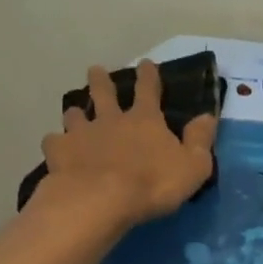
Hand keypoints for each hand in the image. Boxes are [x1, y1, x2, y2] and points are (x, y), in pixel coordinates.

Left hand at [37, 61, 216, 226]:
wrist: (102, 200)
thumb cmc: (153, 184)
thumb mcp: (193, 166)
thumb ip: (200, 140)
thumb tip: (208, 116)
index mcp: (145, 120)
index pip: (149, 90)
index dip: (149, 76)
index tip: (146, 63)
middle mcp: (111, 119)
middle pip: (104, 92)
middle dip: (101, 80)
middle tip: (96, 70)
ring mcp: (81, 134)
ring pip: (75, 114)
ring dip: (76, 111)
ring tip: (74, 112)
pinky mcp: (59, 152)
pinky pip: (54, 142)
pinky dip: (56, 143)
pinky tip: (56, 148)